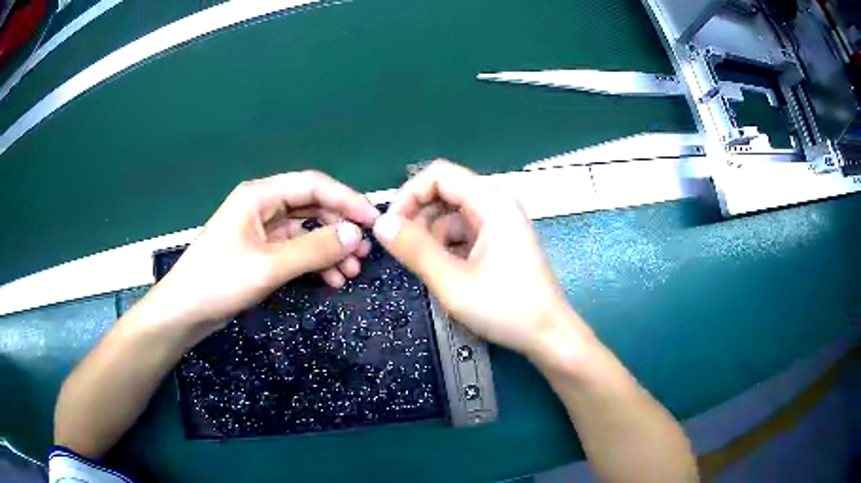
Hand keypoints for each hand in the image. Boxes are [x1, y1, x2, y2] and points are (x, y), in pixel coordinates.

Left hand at [145, 171, 379, 335]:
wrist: (185, 312)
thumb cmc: (219, 282)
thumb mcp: (268, 267)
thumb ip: (313, 249)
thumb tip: (355, 235)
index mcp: (259, 195)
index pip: (313, 185)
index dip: (346, 199)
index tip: (373, 221)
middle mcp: (263, 206)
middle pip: (312, 206)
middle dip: (339, 228)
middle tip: (363, 253)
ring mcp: (262, 230)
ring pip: (306, 231)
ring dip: (329, 248)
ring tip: (351, 272)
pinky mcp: (262, 252)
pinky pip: (296, 250)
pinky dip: (315, 262)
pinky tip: (331, 280)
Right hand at [372, 160, 577, 356]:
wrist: (547, 334)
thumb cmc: (506, 308)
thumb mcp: (452, 281)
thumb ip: (414, 249)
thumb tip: (381, 223)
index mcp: (491, 202)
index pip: (439, 174)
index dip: (409, 194)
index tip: (391, 226)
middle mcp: (497, 203)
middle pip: (446, 191)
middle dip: (418, 216)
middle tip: (402, 250)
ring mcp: (501, 222)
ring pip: (452, 213)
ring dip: (432, 235)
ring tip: (425, 267)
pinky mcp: (500, 240)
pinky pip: (464, 231)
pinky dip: (447, 246)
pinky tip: (444, 271)